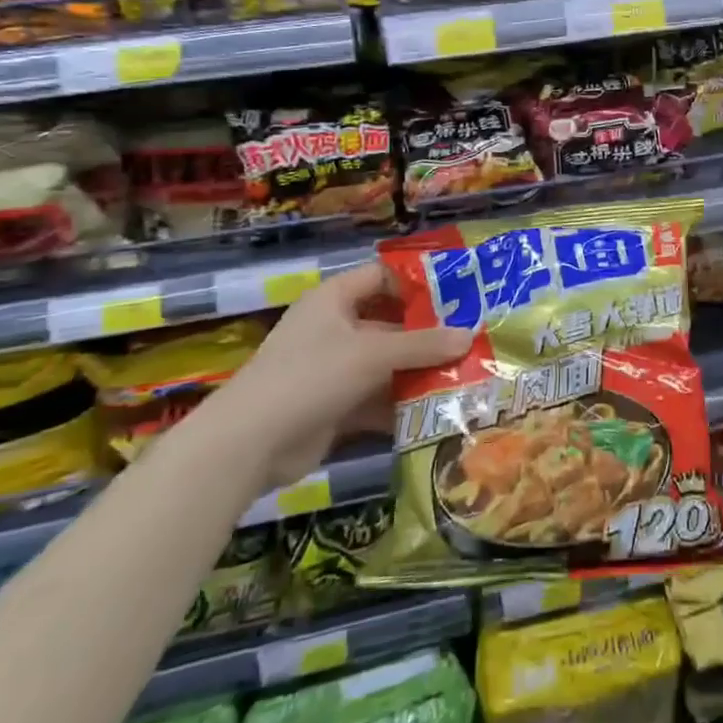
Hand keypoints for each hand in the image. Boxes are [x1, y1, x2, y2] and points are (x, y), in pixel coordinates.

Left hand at [183, 262, 471, 496]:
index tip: (460, 292)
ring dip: (420, 371)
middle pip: (391, 324)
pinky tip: (440, 410)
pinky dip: (403, 404)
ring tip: (467, 375)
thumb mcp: (372, 354)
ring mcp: (334, 369)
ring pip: (387, 364)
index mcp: (335, 299)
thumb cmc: (310, 377)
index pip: (383, 277)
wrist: (249, 445)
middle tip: (473, 338)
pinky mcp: (335, 406)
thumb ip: (423, 345)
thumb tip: (470, 336)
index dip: (419, 282)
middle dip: (429, 334)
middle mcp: (335, 328)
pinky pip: (378, 398)